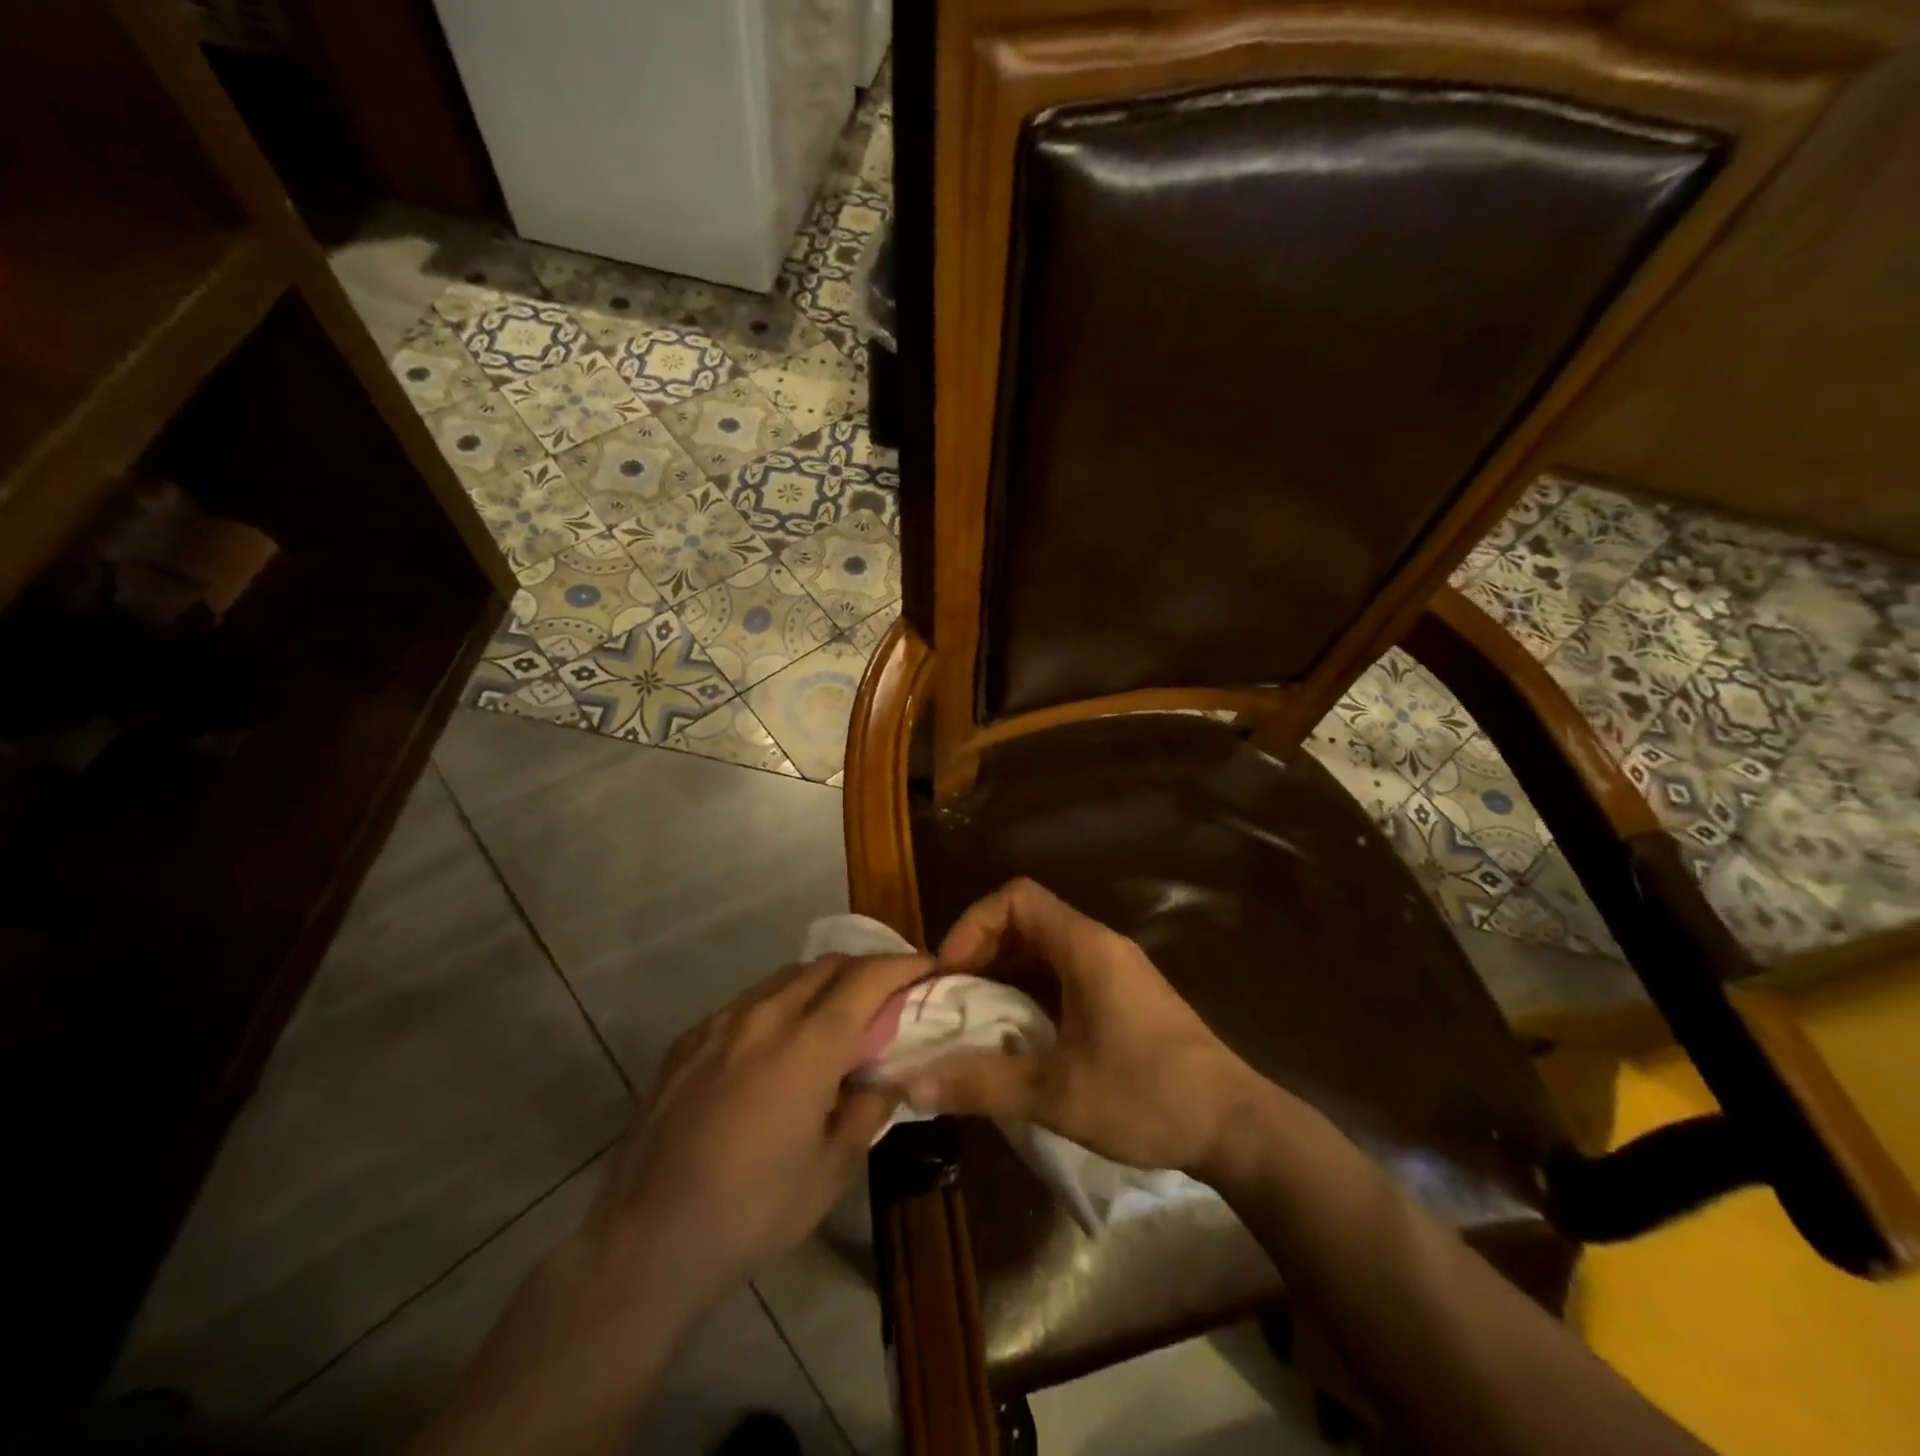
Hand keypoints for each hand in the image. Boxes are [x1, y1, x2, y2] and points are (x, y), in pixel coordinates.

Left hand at [585, 951, 931, 1304]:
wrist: (646, 1241)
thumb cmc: (752, 1212)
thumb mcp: (831, 1171)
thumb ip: (868, 1109)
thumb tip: (888, 1073)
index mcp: (806, 1046)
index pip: (867, 980)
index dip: (904, 966)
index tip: (929, 969)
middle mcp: (764, 1017)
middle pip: (828, 965)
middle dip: (867, 968)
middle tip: (890, 994)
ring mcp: (720, 1024)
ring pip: (786, 978)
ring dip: (823, 983)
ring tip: (839, 1014)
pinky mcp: (689, 1040)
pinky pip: (748, 1002)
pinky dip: (780, 1004)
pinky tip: (779, 1043)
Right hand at [906, 878, 1265, 1178]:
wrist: (1236, 1126)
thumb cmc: (1147, 1097)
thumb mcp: (1056, 1094)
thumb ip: (981, 1084)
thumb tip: (911, 1088)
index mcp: (1085, 947)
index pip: (1016, 897)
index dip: (974, 924)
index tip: (950, 972)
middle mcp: (1100, 945)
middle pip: (1026, 919)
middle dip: (982, 951)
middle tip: (952, 999)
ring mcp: (1115, 969)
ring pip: (1045, 949)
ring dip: (1005, 975)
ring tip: (975, 1019)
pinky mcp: (1124, 995)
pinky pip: (1064, 974)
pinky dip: (1031, 992)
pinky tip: (1018, 1035)